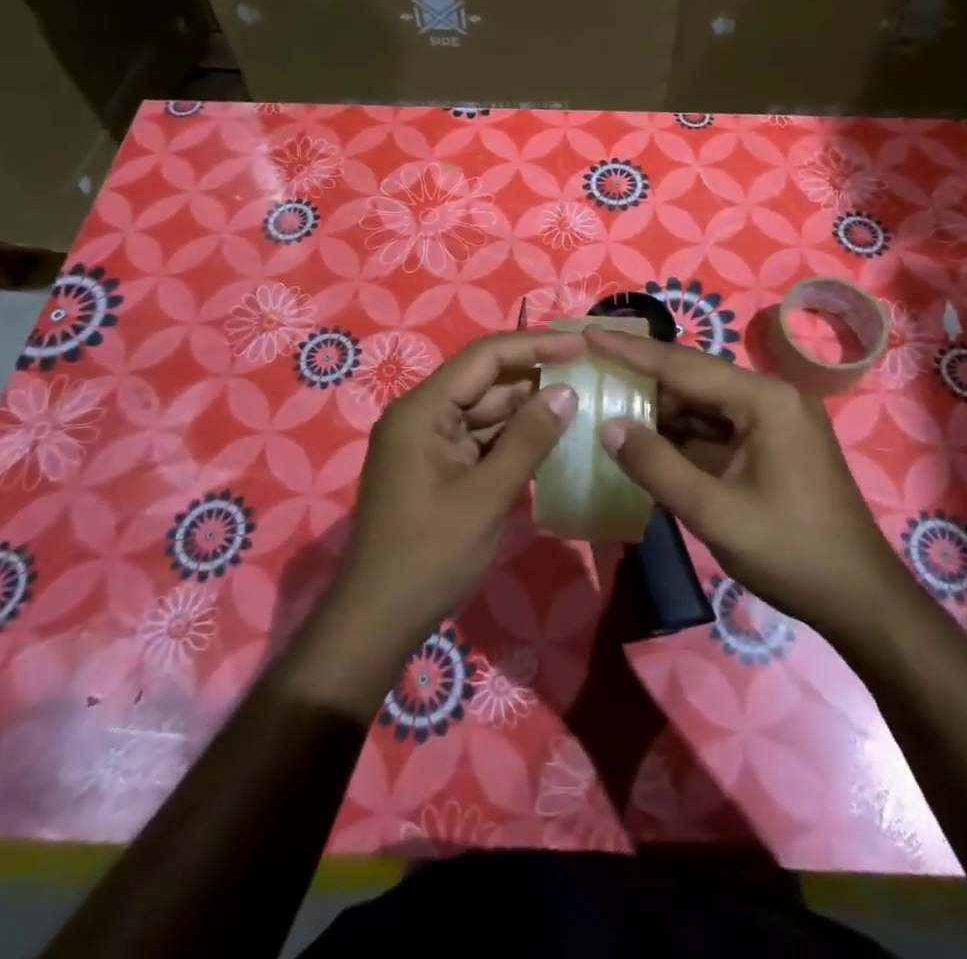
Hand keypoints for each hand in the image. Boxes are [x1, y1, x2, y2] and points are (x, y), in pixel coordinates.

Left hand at [328, 329, 583, 652]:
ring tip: (580, 403)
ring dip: (528, 410)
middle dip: (535, 377)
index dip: (535, 346)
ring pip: (485, 411)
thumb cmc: (430, 554)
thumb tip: (566, 393)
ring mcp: (428, 443)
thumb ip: (528, 439)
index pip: (485, 357)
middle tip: (589, 375)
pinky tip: (551, 439)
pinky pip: (480, 440)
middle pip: (485, 381)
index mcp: (423, 410)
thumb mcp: (487, 495)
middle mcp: (422, 416)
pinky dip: (513, 439)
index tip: (581, 347)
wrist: (378, 621)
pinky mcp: (437, 468)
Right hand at [585, 327, 904, 646]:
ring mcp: (774, 422)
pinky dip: (682, 436)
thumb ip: (658, 466)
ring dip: (660, 411)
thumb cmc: (792, 553)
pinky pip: (717, 430)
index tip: (588, 333)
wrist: (861, 600)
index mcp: (765, 400)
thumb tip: (609, 427)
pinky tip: (646, 441)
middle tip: (591, 372)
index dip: (632, 351)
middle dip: (643, 380)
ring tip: (606, 405)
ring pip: (704, 405)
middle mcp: (771, 398)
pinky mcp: (772, 446)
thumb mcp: (715, 513)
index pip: (685, 365)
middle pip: (694, 380)